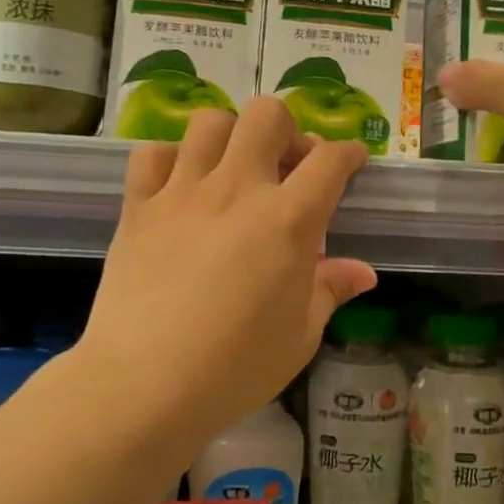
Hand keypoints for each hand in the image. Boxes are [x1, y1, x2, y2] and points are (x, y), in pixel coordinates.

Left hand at [81, 98, 375, 440]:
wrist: (143, 387)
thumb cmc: (235, 368)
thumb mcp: (301, 335)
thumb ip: (332, 290)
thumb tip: (364, 272)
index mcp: (288, 220)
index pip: (330, 160)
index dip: (349, 152)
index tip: (352, 160)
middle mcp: (238, 190)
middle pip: (267, 116)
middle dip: (287, 129)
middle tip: (287, 166)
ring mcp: (183, 193)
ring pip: (209, 122)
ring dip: (230, 136)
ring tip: (233, 169)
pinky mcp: (139, 207)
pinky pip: (152, 154)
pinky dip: (170, 159)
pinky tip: (179, 186)